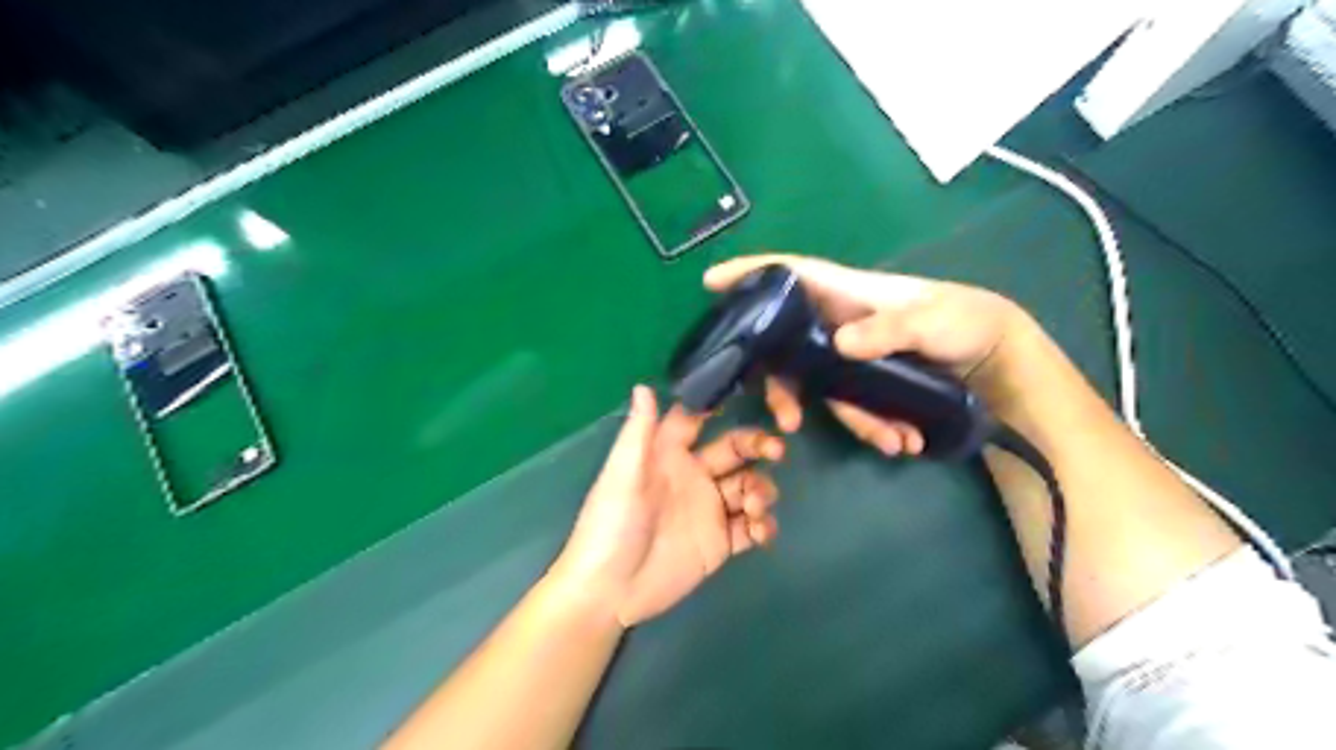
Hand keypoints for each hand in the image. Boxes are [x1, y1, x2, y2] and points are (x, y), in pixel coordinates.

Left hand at [551, 387, 784, 625]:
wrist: (611, 591)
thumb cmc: (611, 525)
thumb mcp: (623, 475)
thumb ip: (638, 432)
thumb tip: (644, 385)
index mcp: (668, 455)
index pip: (698, 420)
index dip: (720, 407)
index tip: (750, 395)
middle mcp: (693, 476)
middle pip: (734, 450)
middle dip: (757, 446)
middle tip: (777, 450)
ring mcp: (709, 510)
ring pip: (748, 486)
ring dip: (761, 489)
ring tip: (753, 506)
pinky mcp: (719, 543)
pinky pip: (750, 527)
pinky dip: (762, 526)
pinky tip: (760, 531)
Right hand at [709, 255, 1030, 455]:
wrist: (997, 359)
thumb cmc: (963, 320)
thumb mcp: (931, 321)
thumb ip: (888, 329)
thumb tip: (840, 344)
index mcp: (847, 293)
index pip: (791, 275)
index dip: (750, 273)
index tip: (710, 282)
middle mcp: (839, 323)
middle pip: (788, 348)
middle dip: (782, 387)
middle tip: (786, 421)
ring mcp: (851, 355)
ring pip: (822, 388)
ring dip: (852, 421)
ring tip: (891, 441)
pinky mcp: (867, 381)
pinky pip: (853, 406)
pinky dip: (875, 428)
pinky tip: (903, 441)